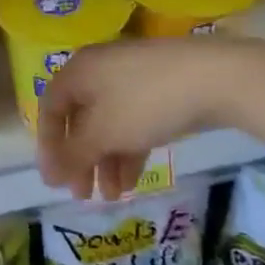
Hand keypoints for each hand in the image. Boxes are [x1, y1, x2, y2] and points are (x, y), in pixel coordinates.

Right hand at [36, 39, 250, 199]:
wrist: (217, 78)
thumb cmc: (146, 103)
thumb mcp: (103, 133)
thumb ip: (71, 156)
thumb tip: (48, 176)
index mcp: (78, 71)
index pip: (50, 110)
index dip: (48, 147)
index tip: (55, 180)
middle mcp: (100, 70)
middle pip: (80, 120)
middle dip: (81, 161)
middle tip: (83, 195)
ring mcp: (132, 77)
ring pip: (108, 124)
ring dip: (106, 161)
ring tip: (114, 195)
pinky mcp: (160, 88)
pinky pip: (133, 121)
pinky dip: (128, 149)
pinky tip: (134, 179)